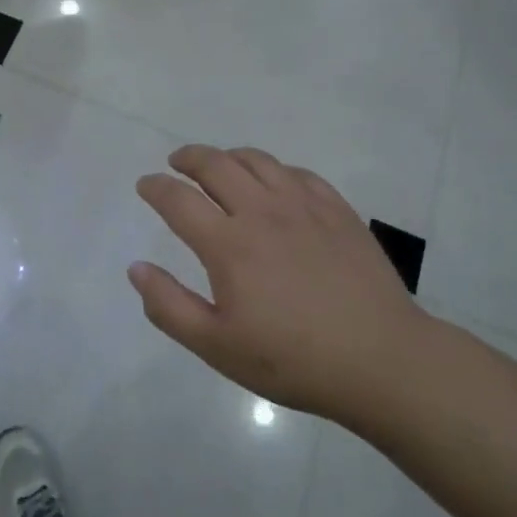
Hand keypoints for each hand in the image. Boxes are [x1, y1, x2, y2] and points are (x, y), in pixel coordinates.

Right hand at [131, 145, 431, 423]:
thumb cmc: (292, 360)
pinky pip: (297, 173)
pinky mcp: (337, 210)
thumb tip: (136, 268)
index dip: (156, 187)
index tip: (146, 185)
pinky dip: (273, 169)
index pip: (178, 200)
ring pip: (257, 161)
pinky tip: (274, 182)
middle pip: (216, 165)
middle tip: (177, 162)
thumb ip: (169, 306)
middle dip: (189, 158)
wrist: (381, 360)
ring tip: (220, 166)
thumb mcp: (217, 347)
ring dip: (229, 156)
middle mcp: (262, 212)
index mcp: (228, 244)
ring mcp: (304, 206)